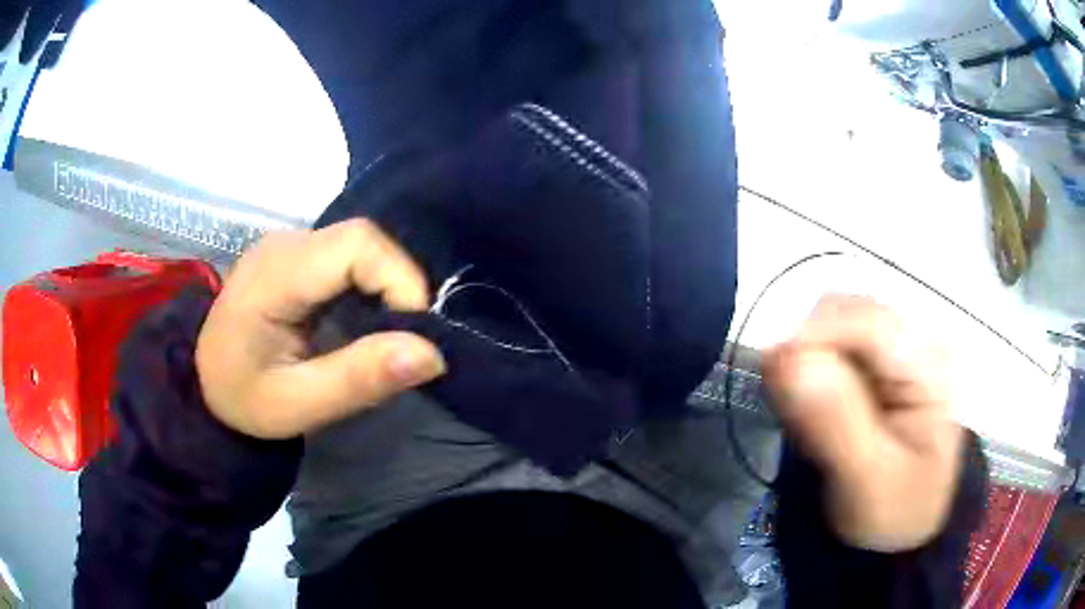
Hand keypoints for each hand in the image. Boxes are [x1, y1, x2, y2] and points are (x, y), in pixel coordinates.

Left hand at [196, 219, 446, 439]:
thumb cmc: (243, 399)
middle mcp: (284, 244)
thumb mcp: (298, 405)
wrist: (203, 383)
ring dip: (384, 287)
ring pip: (360, 246)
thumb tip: (432, 354)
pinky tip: (358, 323)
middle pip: (363, 239)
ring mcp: (288, 245)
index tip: (413, 336)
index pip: (359, 244)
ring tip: (380, 337)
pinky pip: (347, 257)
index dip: (400, 280)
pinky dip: (368, 287)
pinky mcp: (295, 256)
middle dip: (397, 286)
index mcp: (276, 273)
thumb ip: (360, 379)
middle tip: (400, 342)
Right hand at [762, 295, 963, 552]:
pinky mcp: (879, 362)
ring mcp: (898, 348)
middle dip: (808, 349)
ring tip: (804, 414)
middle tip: (790, 408)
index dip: (813, 334)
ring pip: (835, 323)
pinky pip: (833, 344)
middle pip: (848, 313)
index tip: (770, 370)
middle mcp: (916, 341)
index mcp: (929, 365)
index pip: (867, 321)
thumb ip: (834, 423)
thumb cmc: (893, 511)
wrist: (903, 528)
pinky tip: (814, 407)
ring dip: (807, 359)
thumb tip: (784, 358)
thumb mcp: (867, 482)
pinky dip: (811, 370)